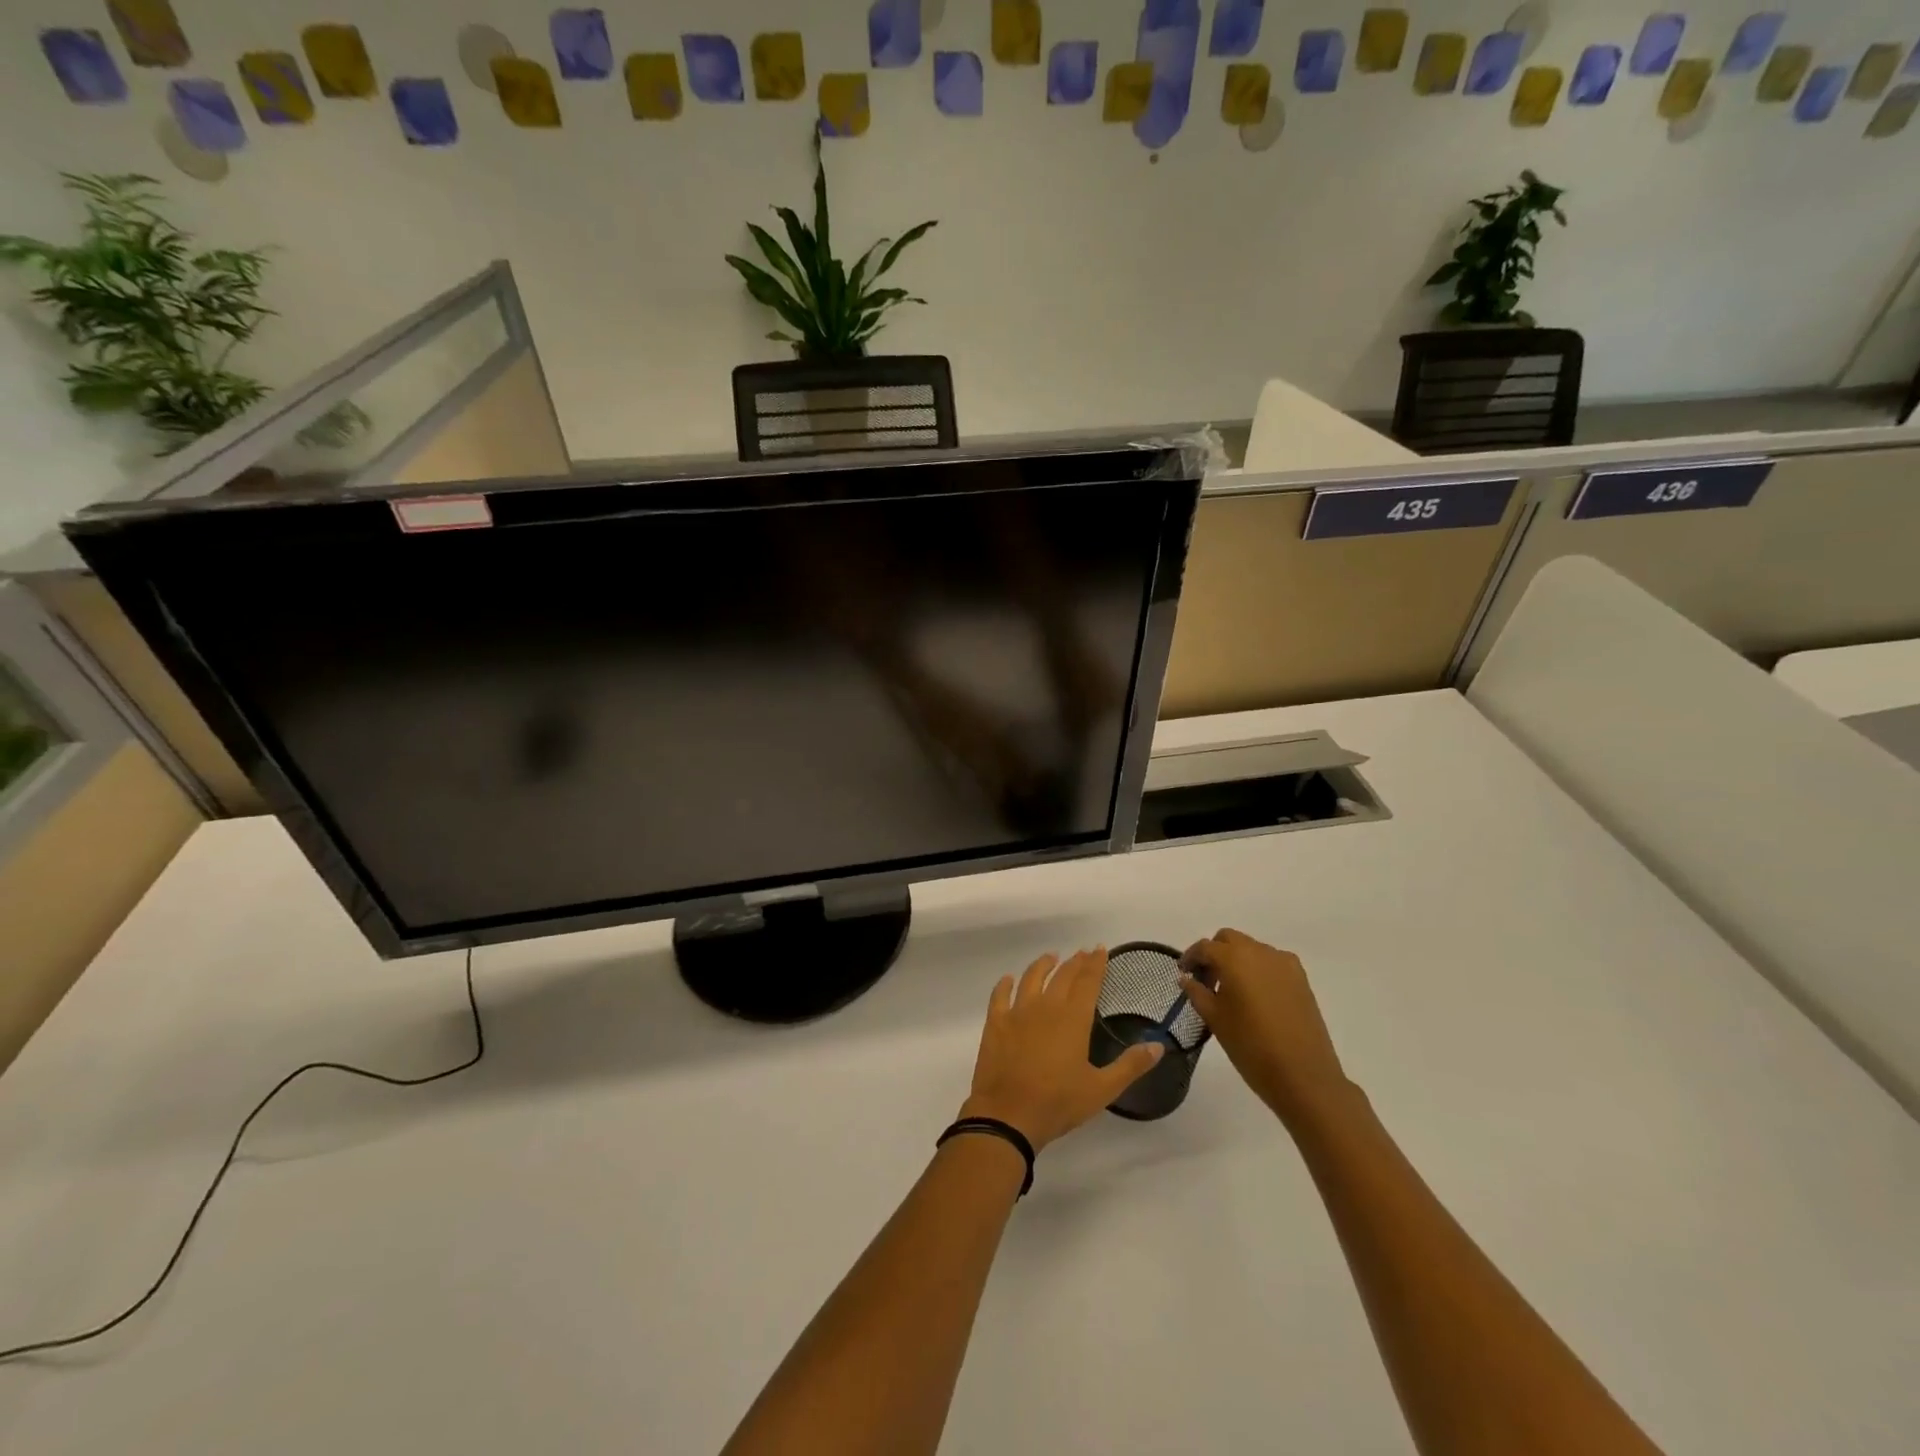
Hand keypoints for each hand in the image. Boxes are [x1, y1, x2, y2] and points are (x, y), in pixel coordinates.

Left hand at [960, 948, 1162, 1150]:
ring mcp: (1017, 1012)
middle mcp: (1045, 1007)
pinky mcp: (995, 1023)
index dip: (1095, 964)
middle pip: (1062, 976)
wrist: (1008, 1115)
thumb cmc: (1058, 1103)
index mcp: (1073, 1018)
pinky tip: (1008, 979)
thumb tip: (1158, 1045)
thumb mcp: (1102, 1089)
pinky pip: (1000, 995)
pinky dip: (1005, 984)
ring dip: (1042, 965)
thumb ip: (1130, 1065)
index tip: (1100, 949)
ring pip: (1031, 978)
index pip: (1087, 982)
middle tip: (1082, 953)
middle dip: (1075, 962)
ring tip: (1051, 957)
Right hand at [1179, 930, 1349, 1124]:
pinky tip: (1256, 996)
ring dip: (1237, 960)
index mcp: (1235, 958)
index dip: (1190, 957)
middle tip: (1207, 980)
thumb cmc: (1251, 1047)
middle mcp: (1260, 952)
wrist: (1304, 1076)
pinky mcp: (1301, 979)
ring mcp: (1285, 964)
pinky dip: (1258, 969)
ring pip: (1252, 949)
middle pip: (1230, 939)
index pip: (1205, 947)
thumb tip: (1186, 978)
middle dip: (1214, 953)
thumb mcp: (1215, 1019)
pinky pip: (1272, 963)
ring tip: (1232, 990)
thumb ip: (1197, 992)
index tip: (1183, 973)